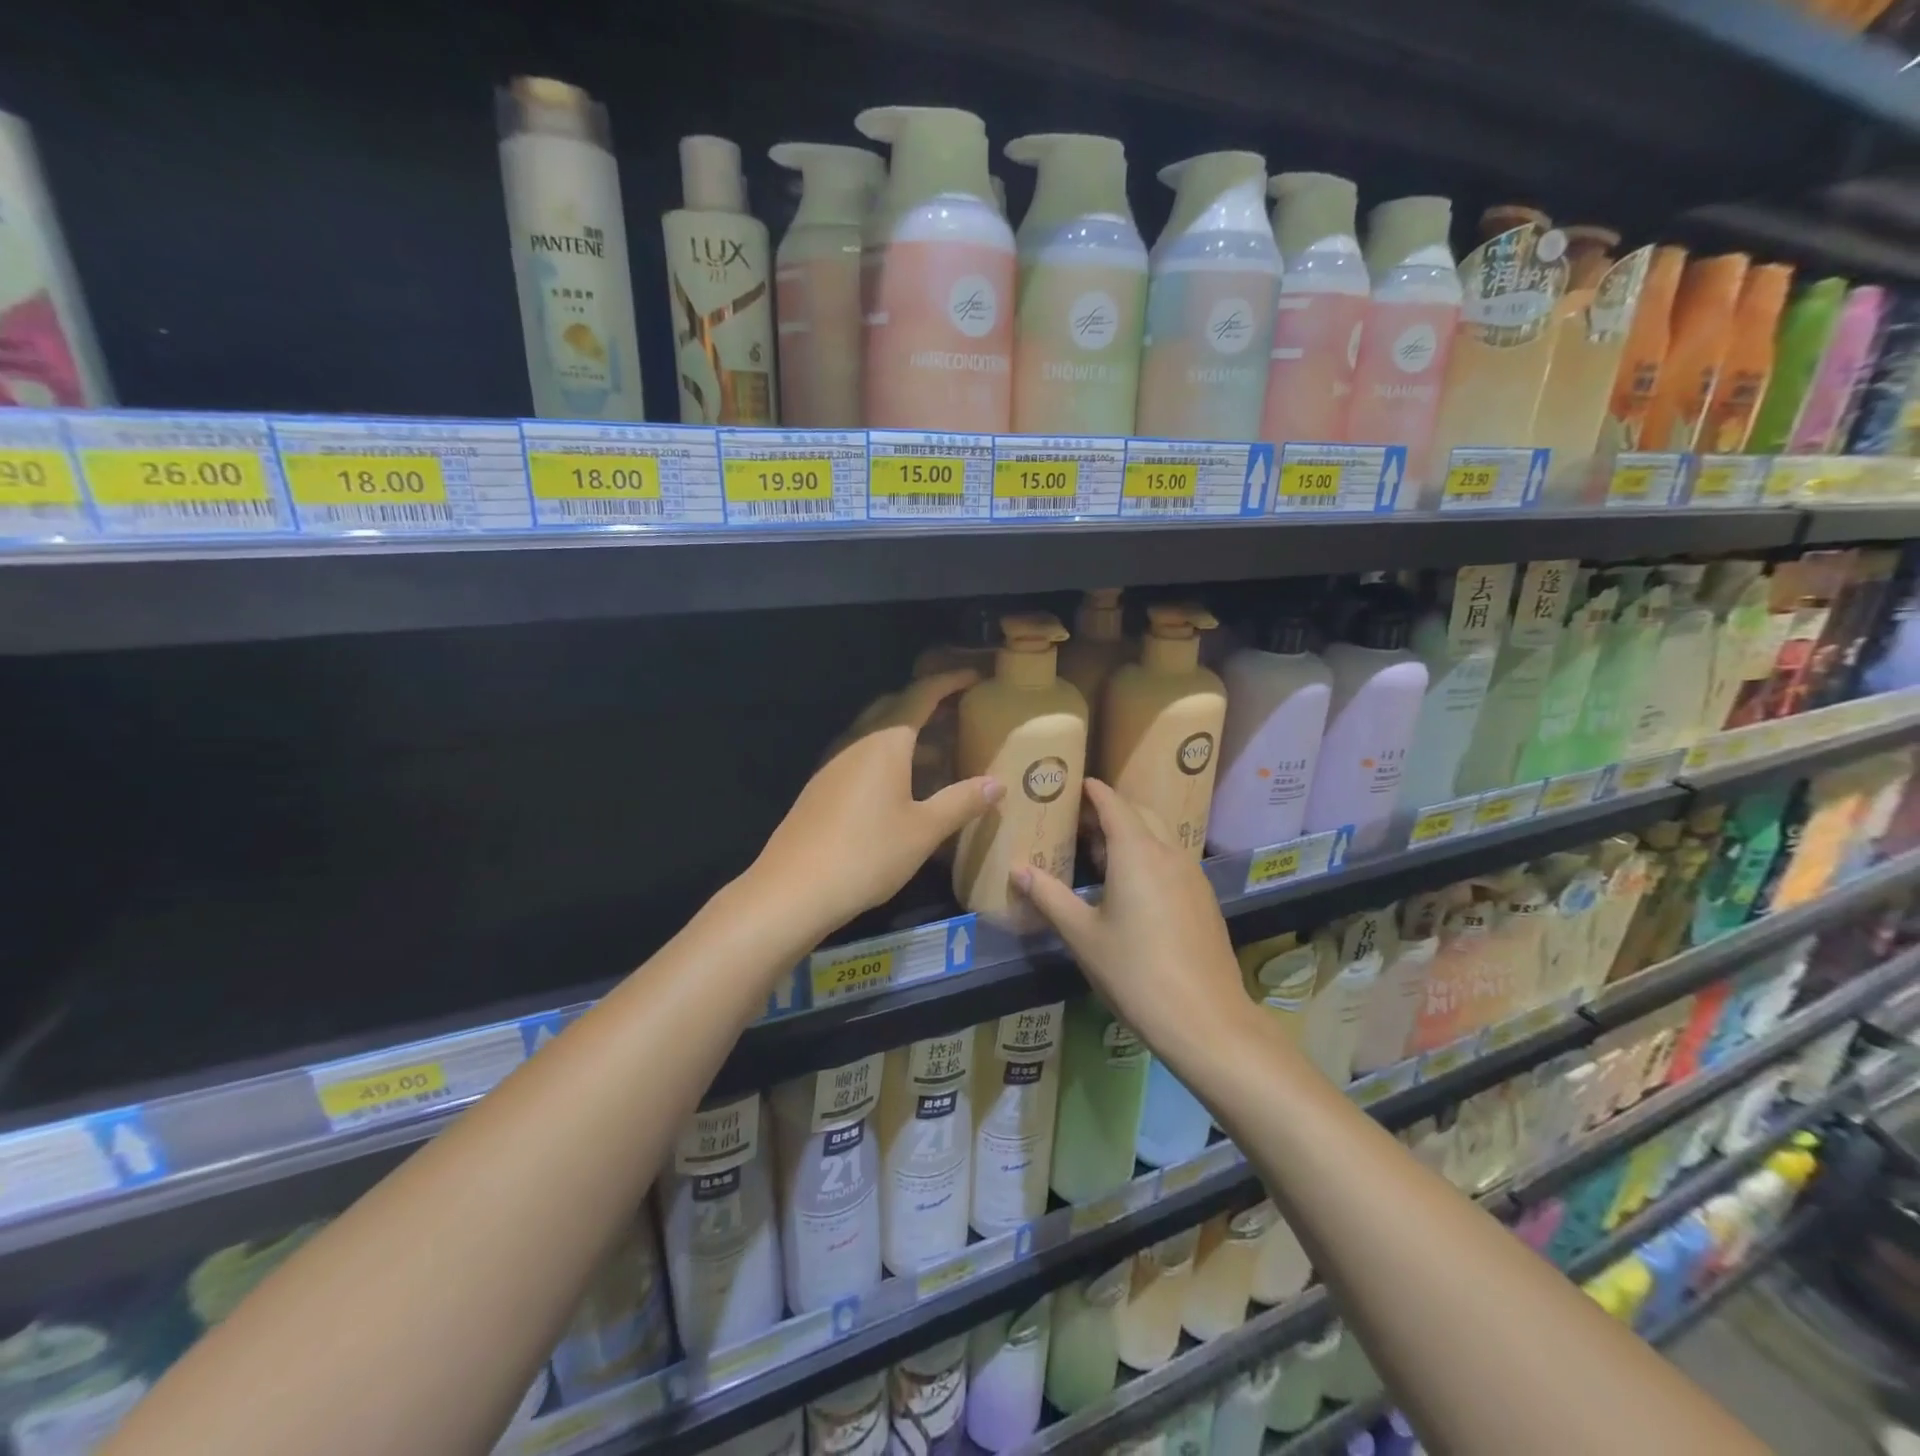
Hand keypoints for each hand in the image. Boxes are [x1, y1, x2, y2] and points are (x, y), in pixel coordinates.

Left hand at [751, 670, 1002, 939]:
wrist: (794, 889)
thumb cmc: (867, 853)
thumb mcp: (924, 830)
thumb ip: (962, 802)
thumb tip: (996, 783)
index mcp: (885, 742)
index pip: (921, 695)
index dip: (948, 682)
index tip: (973, 676)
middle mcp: (856, 743)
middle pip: (893, 708)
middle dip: (926, 703)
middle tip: (957, 710)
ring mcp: (833, 764)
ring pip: (875, 733)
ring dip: (906, 732)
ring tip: (938, 749)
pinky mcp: (821, 787)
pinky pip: (860, 755)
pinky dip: (887, 755)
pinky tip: (900, 784)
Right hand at [1013, 779, 1247, 1064]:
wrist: (1205, 1019)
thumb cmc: (1135, 972)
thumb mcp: (1082, 935)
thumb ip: (1049, 896)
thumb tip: (1017, 870)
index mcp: (1137, 853)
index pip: (1113, 804)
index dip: (1093, 791)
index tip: (1074, 783)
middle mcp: (1169, 853)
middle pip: (1140, 813)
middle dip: (1111, 809)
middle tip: (1079, 820)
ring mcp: (1192, 875)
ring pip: (1160, 836)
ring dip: (1132, 831)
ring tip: (1101, 850)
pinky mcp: (1204, 898)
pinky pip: (1173, 859)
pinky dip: (1149, 854)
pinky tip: (1133, 884)